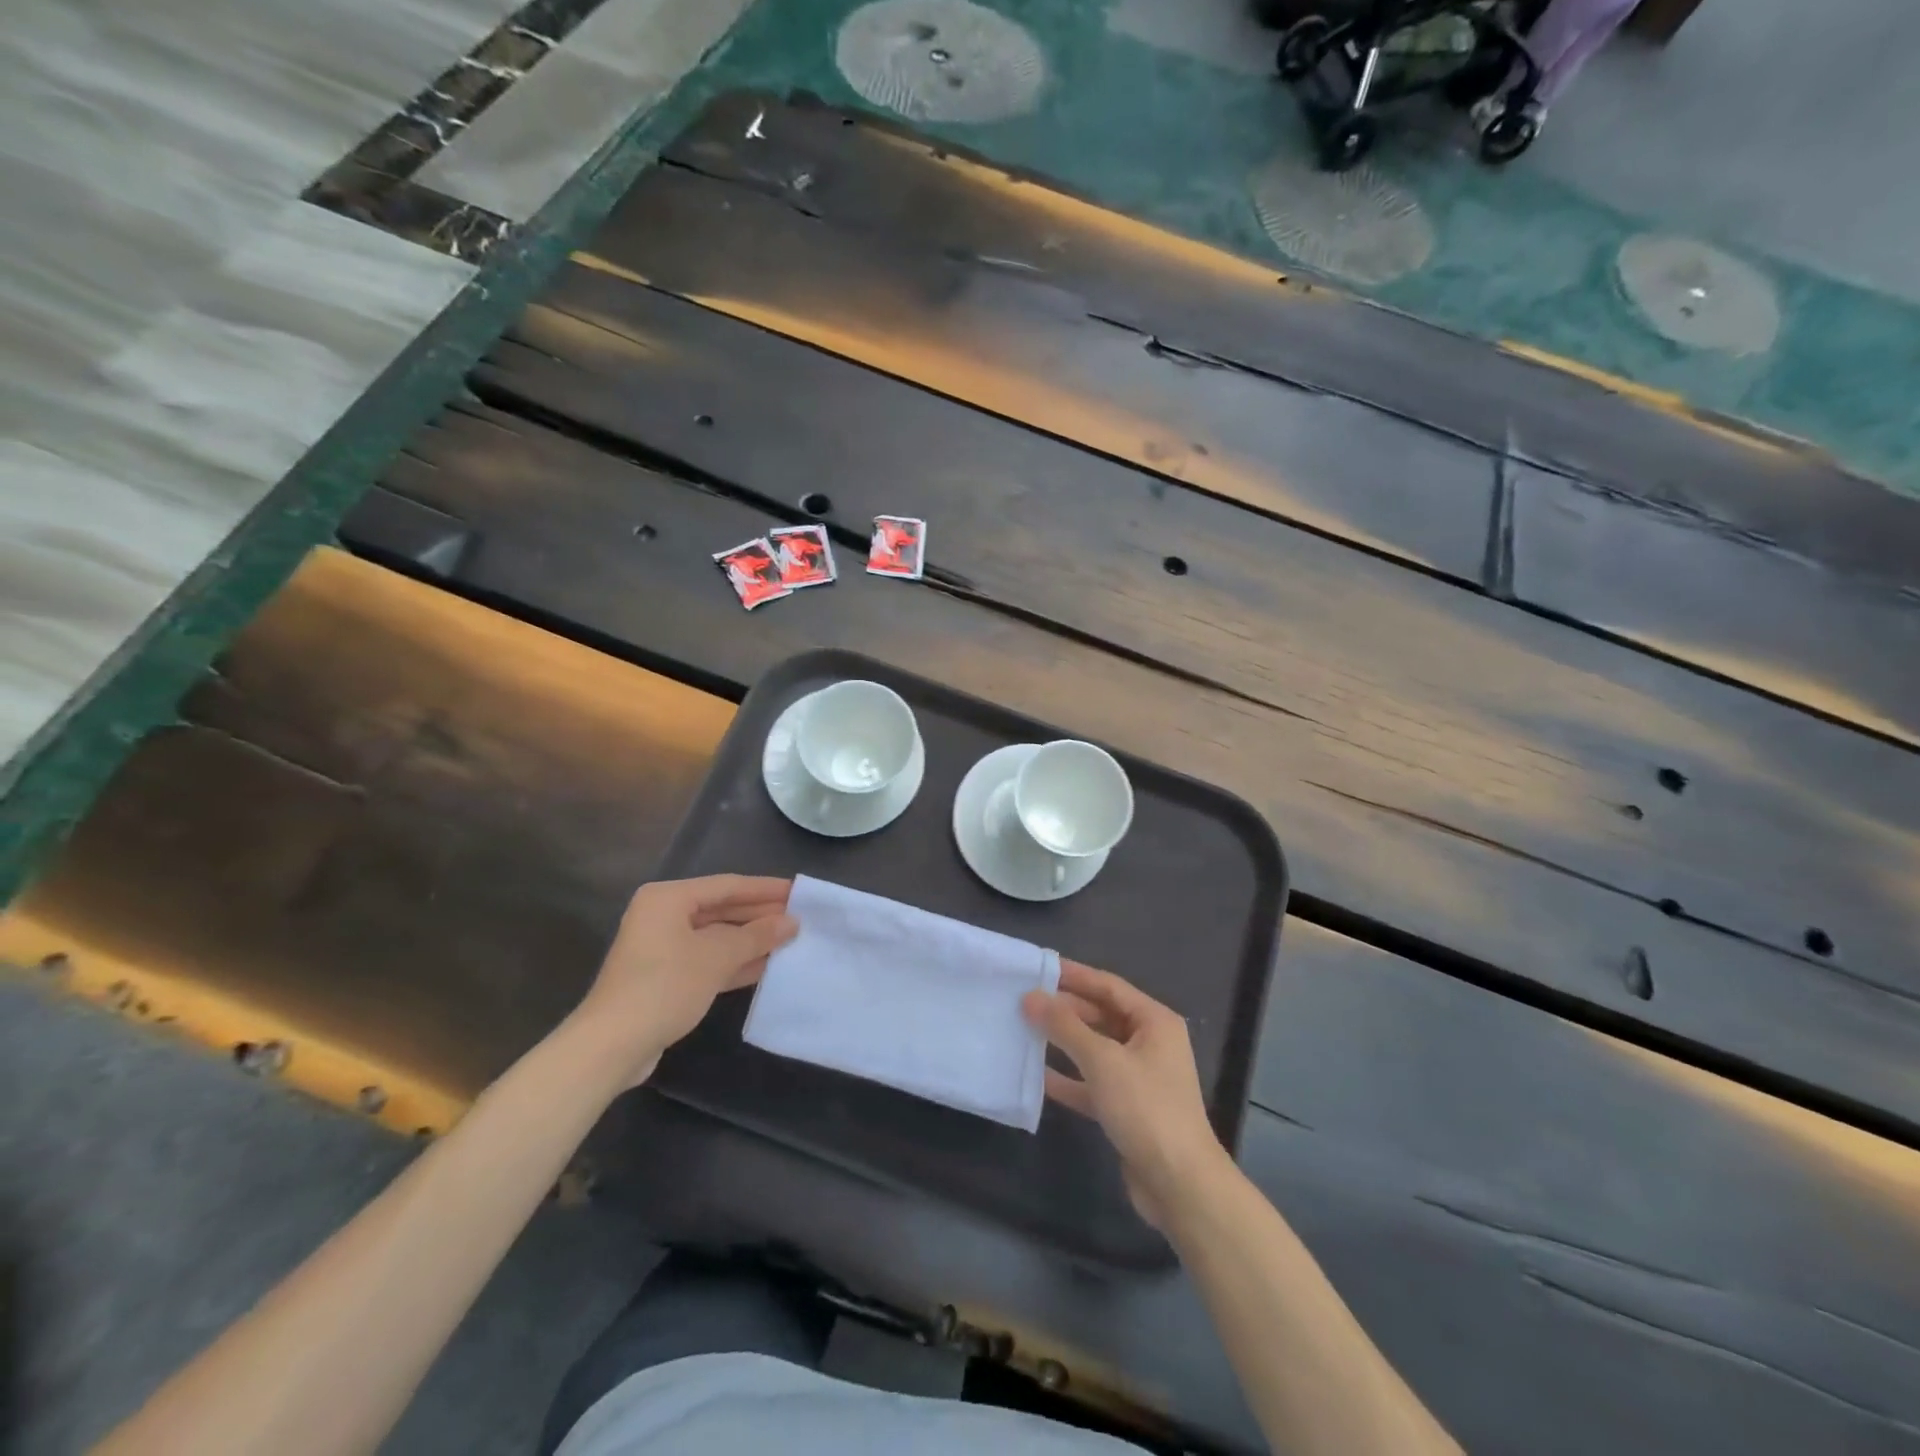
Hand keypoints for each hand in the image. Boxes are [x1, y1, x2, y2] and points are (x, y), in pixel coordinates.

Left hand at [569, 875, 797, 1086]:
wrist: (612, 1046)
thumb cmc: (664, 987)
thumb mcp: (717, 957)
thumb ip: (757, 936)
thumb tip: (792, 922)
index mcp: (668, 898)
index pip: (727, 885)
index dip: (766, 889)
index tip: (799, 892)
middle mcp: (663, 916)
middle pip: (721, 909)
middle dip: (759, 916)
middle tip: (799, 918)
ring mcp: (662, 948)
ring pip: (716, 936)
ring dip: (750, 940)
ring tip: (789, 940)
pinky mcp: (665, 977)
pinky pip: (707, 959)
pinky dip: (734, 961)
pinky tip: (765, 966)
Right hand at [1022, 961, 1229, 1228]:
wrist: (1180, 1185)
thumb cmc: (1146, 1109)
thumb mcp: (1103, 1060)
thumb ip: (1065, 1026)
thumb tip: (1031, 997)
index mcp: (1154, 1022)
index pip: (1108, 986)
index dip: (1073, 975)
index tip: (1038, 968)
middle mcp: (1149, 1043)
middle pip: (1101, 1015)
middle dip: (1065, 1009)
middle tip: (1023, 1001)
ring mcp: (1139, 1077)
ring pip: (1095, 1049)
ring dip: (1063, 1042)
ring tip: (1024, 1030)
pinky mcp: (1127, 1108)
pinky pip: (1092, 1083)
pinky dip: (1069, 1078)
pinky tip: (1038, 1075)